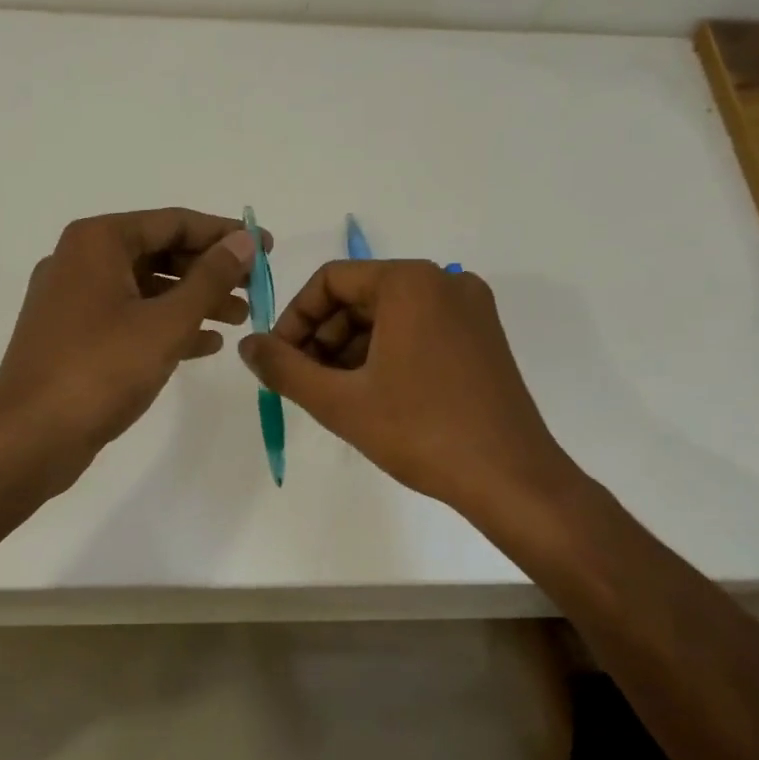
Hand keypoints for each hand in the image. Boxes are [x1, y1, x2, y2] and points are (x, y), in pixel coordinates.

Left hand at [0, 208, 266, 468]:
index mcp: (98, 241)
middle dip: (210, 271)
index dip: (225, 234)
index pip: (174, 222)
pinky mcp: (73, 335)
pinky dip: (166, 325)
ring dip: (193, 300)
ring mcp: (73, 299)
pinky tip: (205, 344)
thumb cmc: (101, 369)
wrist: (29, 438)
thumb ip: (210, 278)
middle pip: (159, 252)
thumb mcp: (166, 322)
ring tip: (240, 318)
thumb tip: (244, 242)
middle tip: (255, 288)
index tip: (266, 247)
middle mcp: (81, 260)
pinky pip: (129, 317)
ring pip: (146, 287)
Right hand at [238, 261, 580, 517]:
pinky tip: (373, 394)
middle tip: (305, 382)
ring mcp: (470, 308)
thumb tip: (247, 345)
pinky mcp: (483, 336)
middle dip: (324, 337)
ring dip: (352, 348)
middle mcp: (443, 281)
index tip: (280, 360)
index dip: (295, 318)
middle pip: (361, 296)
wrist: (512, 479)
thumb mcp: (340, 401)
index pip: (331, 281)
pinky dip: (387, 353)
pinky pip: (419, 329)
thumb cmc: (421, 432)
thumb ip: (284, 368)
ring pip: (389, 315)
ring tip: (335, 394)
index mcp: (410, 282)